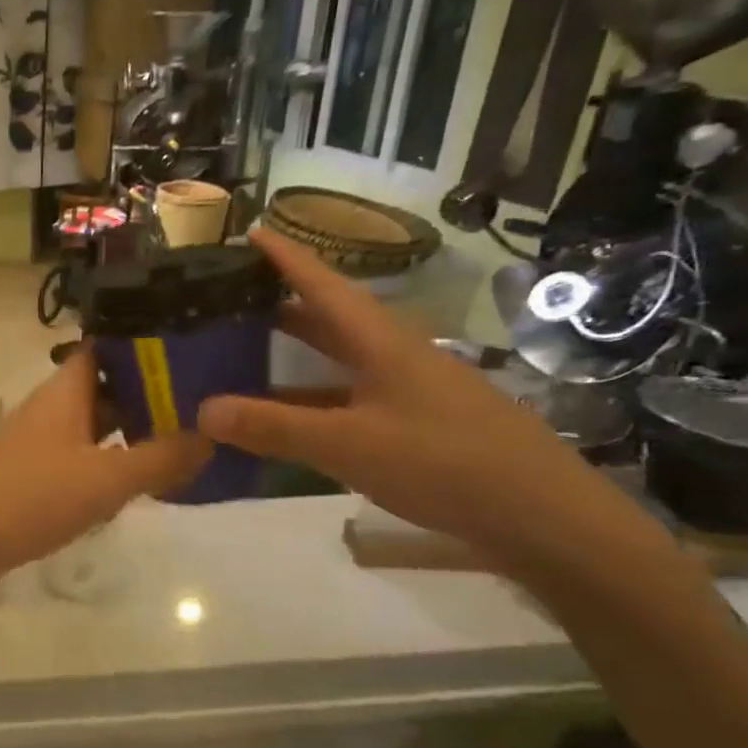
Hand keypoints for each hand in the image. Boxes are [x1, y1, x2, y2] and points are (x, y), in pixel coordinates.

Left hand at [0, 349, 211, 603]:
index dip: (147, 344)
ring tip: (184, 442)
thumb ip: (160, 458)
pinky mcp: (31, 478)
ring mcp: (38, 444)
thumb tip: (210, 437)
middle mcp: (50, 409)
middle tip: (204, 404)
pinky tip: (137, 485)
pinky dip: (109, 466)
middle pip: (105, 389)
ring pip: (94, 427)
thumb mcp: (105, 479)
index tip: (194, 349)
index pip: (107, 347)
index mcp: (64, 391)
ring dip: (131, 433)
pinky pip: (80, 461)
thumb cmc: (29, 499)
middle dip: (150, 394)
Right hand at [197, 228, 669, 571]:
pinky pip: (351, 400)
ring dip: (296, 357)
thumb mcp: (348, 444)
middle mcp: (395, 356)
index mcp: (381, 342)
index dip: (286, 258)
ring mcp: (410, 392)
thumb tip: (203, 409)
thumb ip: (275, 427)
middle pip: (330, 319)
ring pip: (340, 362)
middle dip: (282, 305)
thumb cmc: (444, 462)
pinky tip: (292, 419)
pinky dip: (315, 402)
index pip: (323, 285)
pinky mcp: (418, 426)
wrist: (544, 517)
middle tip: (232, 299)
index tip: (252, 230)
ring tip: (246, 356)